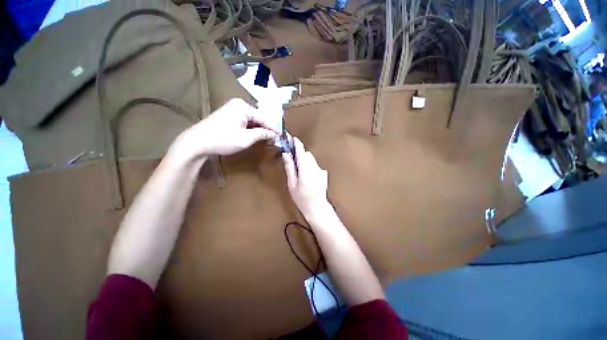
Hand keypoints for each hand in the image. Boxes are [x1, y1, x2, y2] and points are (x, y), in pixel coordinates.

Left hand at [170, 98, 279, 158]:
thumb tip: (274, 134)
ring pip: (252, 120)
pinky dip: (251, 129)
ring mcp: (232, 109)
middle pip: (258, 117)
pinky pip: (245, 121)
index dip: (273, 128)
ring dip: (259, 129)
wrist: (196, 143)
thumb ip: (262, 134)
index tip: (282, 136)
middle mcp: (238, 104)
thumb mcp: (246, 138)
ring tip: (267, 137)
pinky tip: (255, 135)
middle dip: (266, 128)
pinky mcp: (228, 115)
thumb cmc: (223, 139)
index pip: (264, 118)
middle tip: (275, 137)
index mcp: (243, 107)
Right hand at [282, 137, 329, 217]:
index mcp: (306, 172)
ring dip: (306, 162)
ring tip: (302, 173)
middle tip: (294, 163)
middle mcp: (315, 169)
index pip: (302, 154)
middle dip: (301, 156)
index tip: (294, 139)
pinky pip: (316, 165)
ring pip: (312, 160)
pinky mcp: (325, 174)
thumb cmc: (301, 198)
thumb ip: (290, 168)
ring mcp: (322, 171)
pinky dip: (311, 167)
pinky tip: (309, 177)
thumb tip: (286, 154)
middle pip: (307, 155)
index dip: (298, 145)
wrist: (317, 207)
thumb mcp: (292, 184)